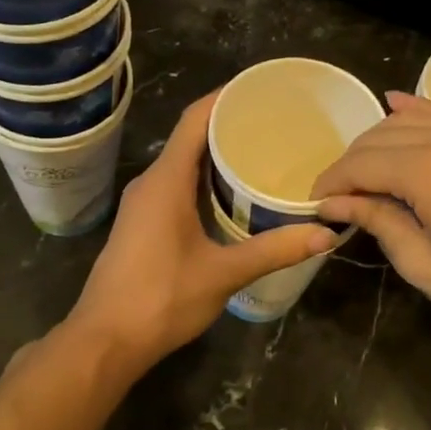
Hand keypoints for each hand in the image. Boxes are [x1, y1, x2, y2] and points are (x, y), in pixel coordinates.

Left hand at [65, 94, 334, 375]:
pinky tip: (233, 196)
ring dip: (217, 156)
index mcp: (165, 181)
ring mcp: (143, 205)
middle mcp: (151, 183)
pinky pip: (177, 187)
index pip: (194, 120)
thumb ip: (274, 250)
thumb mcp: (223, 273)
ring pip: (183, 165)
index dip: (225, 98)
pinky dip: (205, 181)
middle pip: (190, 138)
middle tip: (276, 124)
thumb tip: (325, 233)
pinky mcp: (143, 225)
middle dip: (230, 126)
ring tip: (262, 154)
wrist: (105, 341)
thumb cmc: (160, 299)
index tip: (261, 88)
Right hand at [314, 93, 430, 350]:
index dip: (333, 181)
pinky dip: (418, 111)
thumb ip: (379, 222)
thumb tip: (335, 202)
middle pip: (383, 136)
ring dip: (380, 139)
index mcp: (430, 171)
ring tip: (364, 169)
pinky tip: (397, 106)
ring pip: (413, 120)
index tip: (316, 203)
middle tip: (338, 193)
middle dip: (353, 162)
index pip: (363, 164)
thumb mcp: (425, 267)